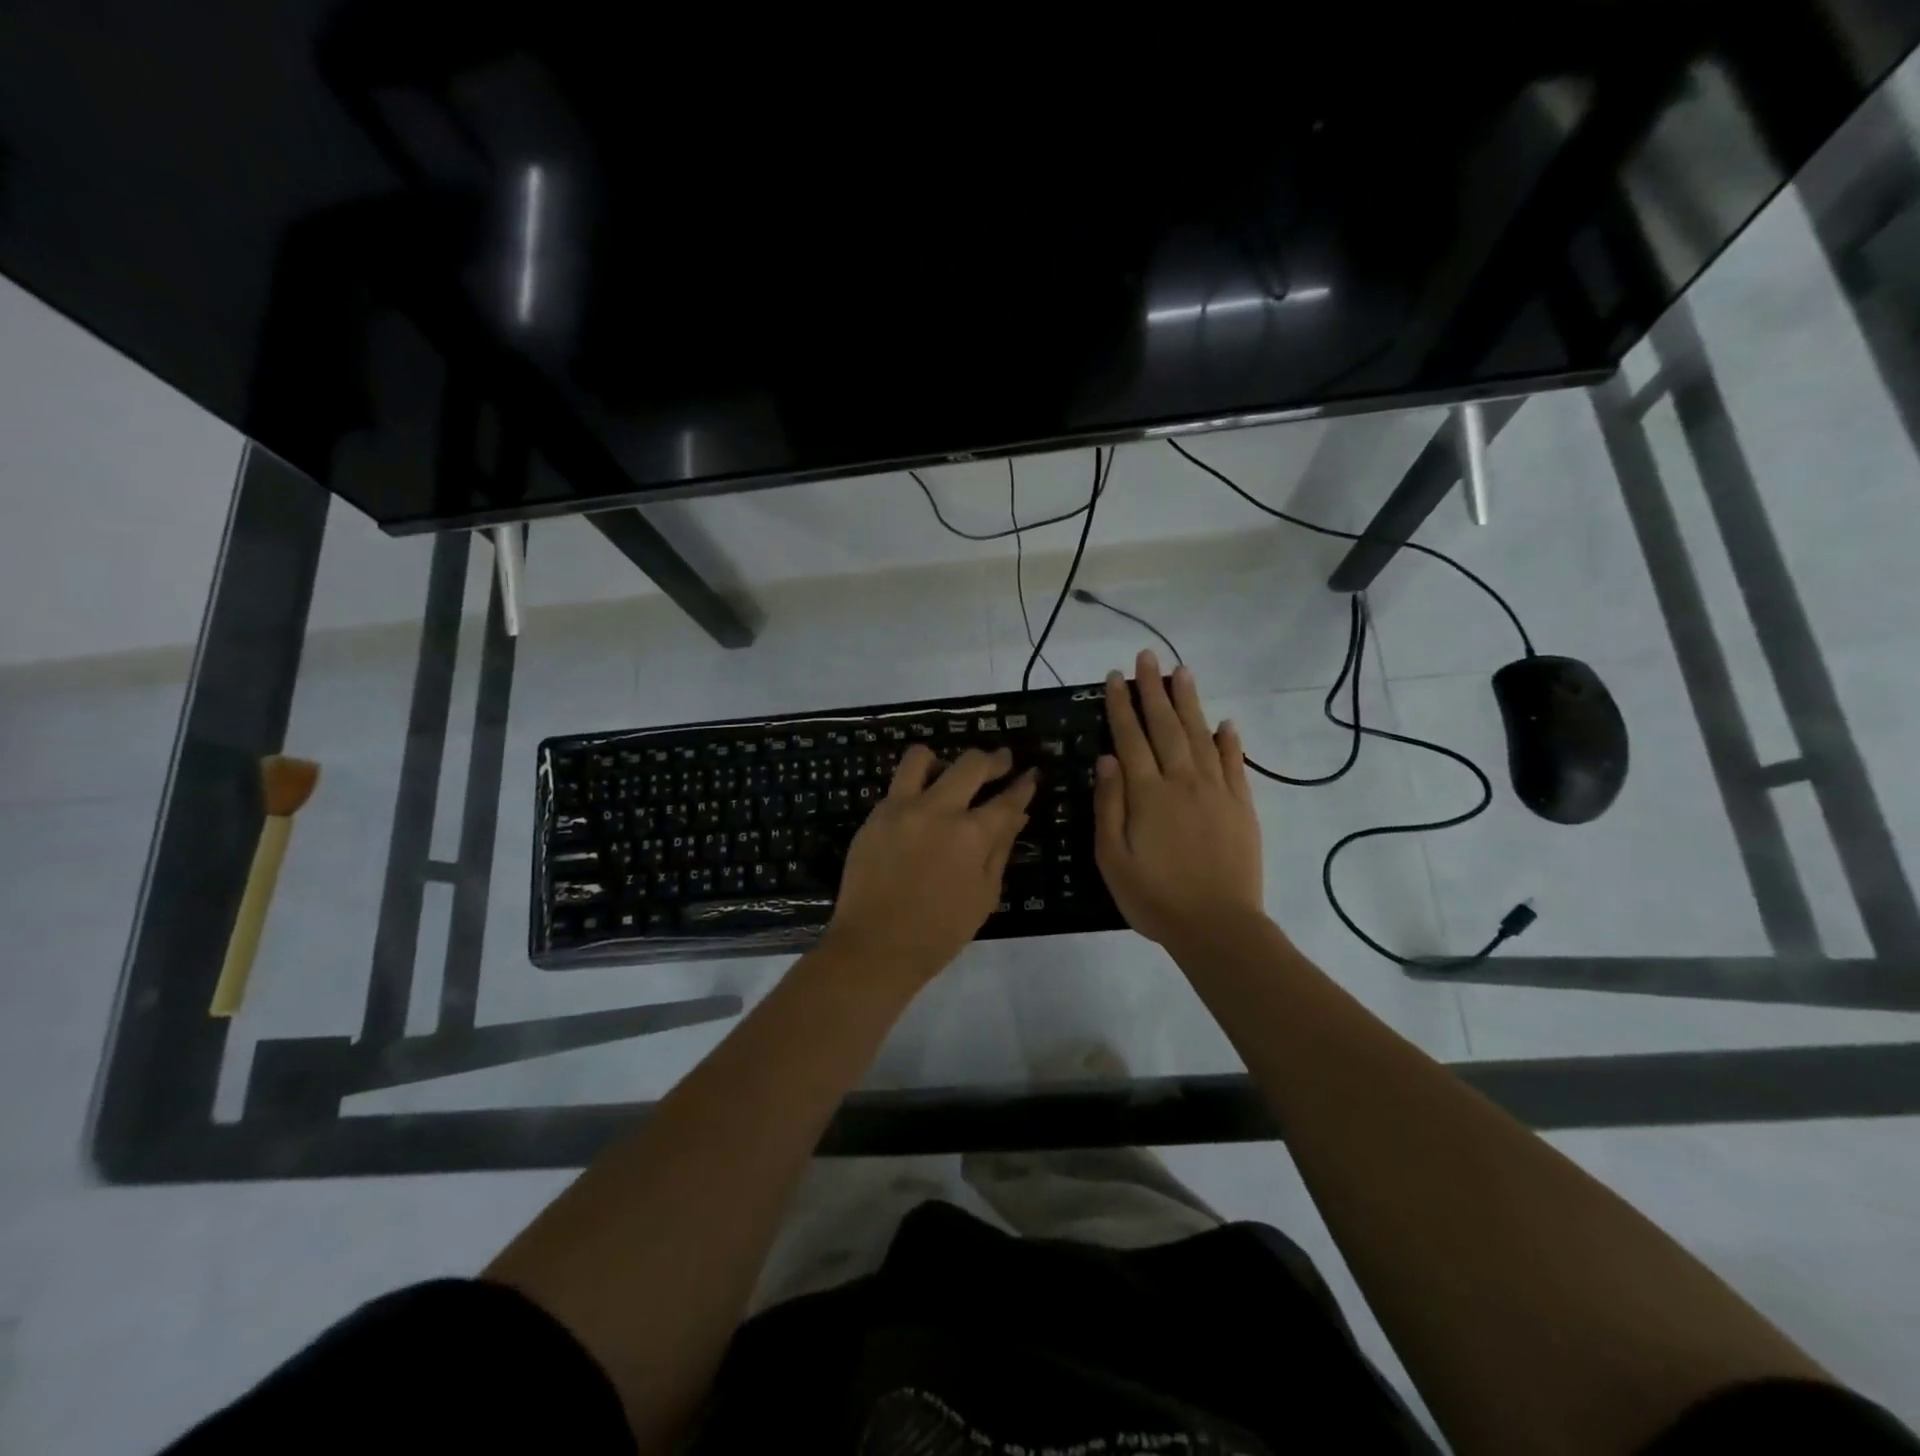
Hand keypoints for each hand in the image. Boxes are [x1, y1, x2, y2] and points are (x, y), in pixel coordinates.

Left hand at [824, 745, 1037, 985]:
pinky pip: (897, 785)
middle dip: (994, 760)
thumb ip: (1000, 849)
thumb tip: (1017, 816)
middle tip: (1002, 761)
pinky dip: (914, 787)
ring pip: (922, 757)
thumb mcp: (984, 895)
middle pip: (971, 764)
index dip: (1023, 785)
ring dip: (942, 761)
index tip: (1030, 774)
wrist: (875, 946)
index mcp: (971, 835)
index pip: (1007, 799)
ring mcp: (901, 808)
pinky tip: (921, 805)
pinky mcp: (875, 815)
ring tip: (949, 774)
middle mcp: (938, 810)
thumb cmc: (940, 931)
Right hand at [1094, 651, 1265, 947]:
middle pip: (1166, 726)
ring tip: (1182, 672)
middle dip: (1153, 689)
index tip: (1115, 677)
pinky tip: (1224, 722)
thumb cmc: (1154, 897)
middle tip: (1148, 657)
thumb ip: (1109, 805)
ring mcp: (1216, 791)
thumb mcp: (1112, 858)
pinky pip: (1235, 764)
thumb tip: (1107, 759)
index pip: (1131, 738)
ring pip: (1200, 735)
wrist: (1217, 926)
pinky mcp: (1242, 806)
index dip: (1121, 705)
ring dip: (1189, 702)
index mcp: (1147, 794)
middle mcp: (1182, 781)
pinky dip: (1229, 740)